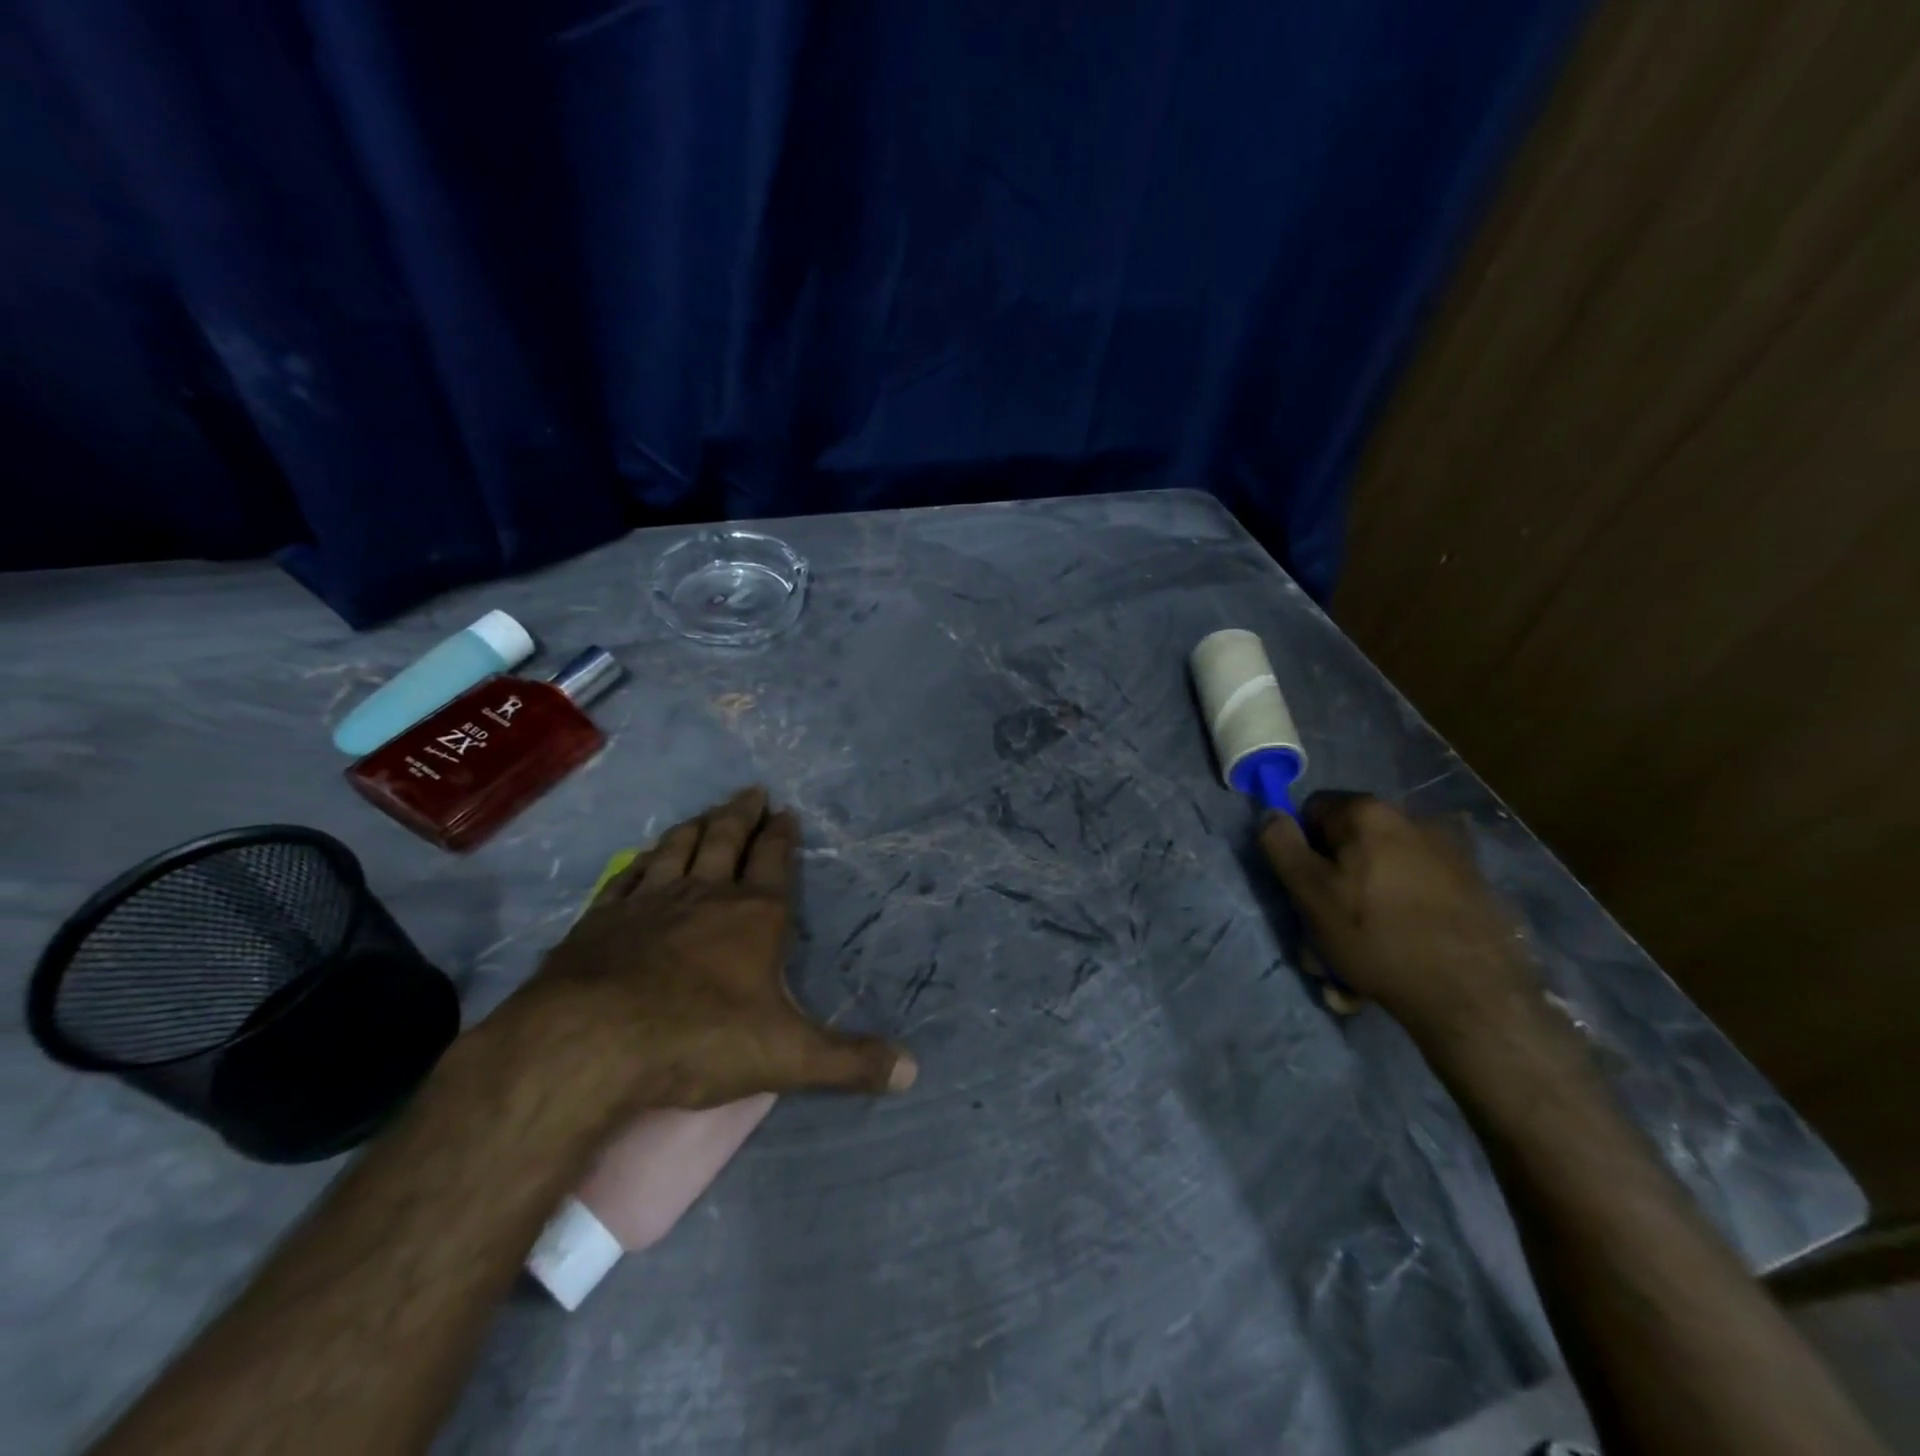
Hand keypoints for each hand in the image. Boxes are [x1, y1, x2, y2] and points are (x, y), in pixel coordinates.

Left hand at [508, 787, 915, 1112]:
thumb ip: (849, 1062)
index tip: (786, 812)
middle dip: (742, 815)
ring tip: (706, 813)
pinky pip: (627, 877)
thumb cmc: (699, 1040)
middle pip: (726, 840)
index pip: (774, 861)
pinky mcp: (601, 919)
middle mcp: (704, 895)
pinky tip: (642, 858)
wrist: (588, 1044)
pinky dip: (640, 862)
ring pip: (677, 849)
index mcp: (754, 916)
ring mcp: (648, 902)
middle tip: (751, 792)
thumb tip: (913, 1072)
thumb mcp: (787, 1057)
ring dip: (695, 827)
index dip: (782, 835)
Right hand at [1259, 792, 1539, 1049]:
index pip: (1312, 810)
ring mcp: (1449, 851)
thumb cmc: (1377, 937)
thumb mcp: (1309, 892)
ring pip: (1382, 872)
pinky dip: (1401, 913)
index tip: (1305, 889)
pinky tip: (1401, 949)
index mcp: (1368, 813)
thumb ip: (1281, 845)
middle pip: (1350, 844)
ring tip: (1363, 953)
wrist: (1474, 995)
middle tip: (1329, 930)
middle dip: (1334, 883)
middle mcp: (1412, 819)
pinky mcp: (1473, 885)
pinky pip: (1416, 890)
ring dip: (1365, 903)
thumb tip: (1271, 813)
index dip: (1301, 849)